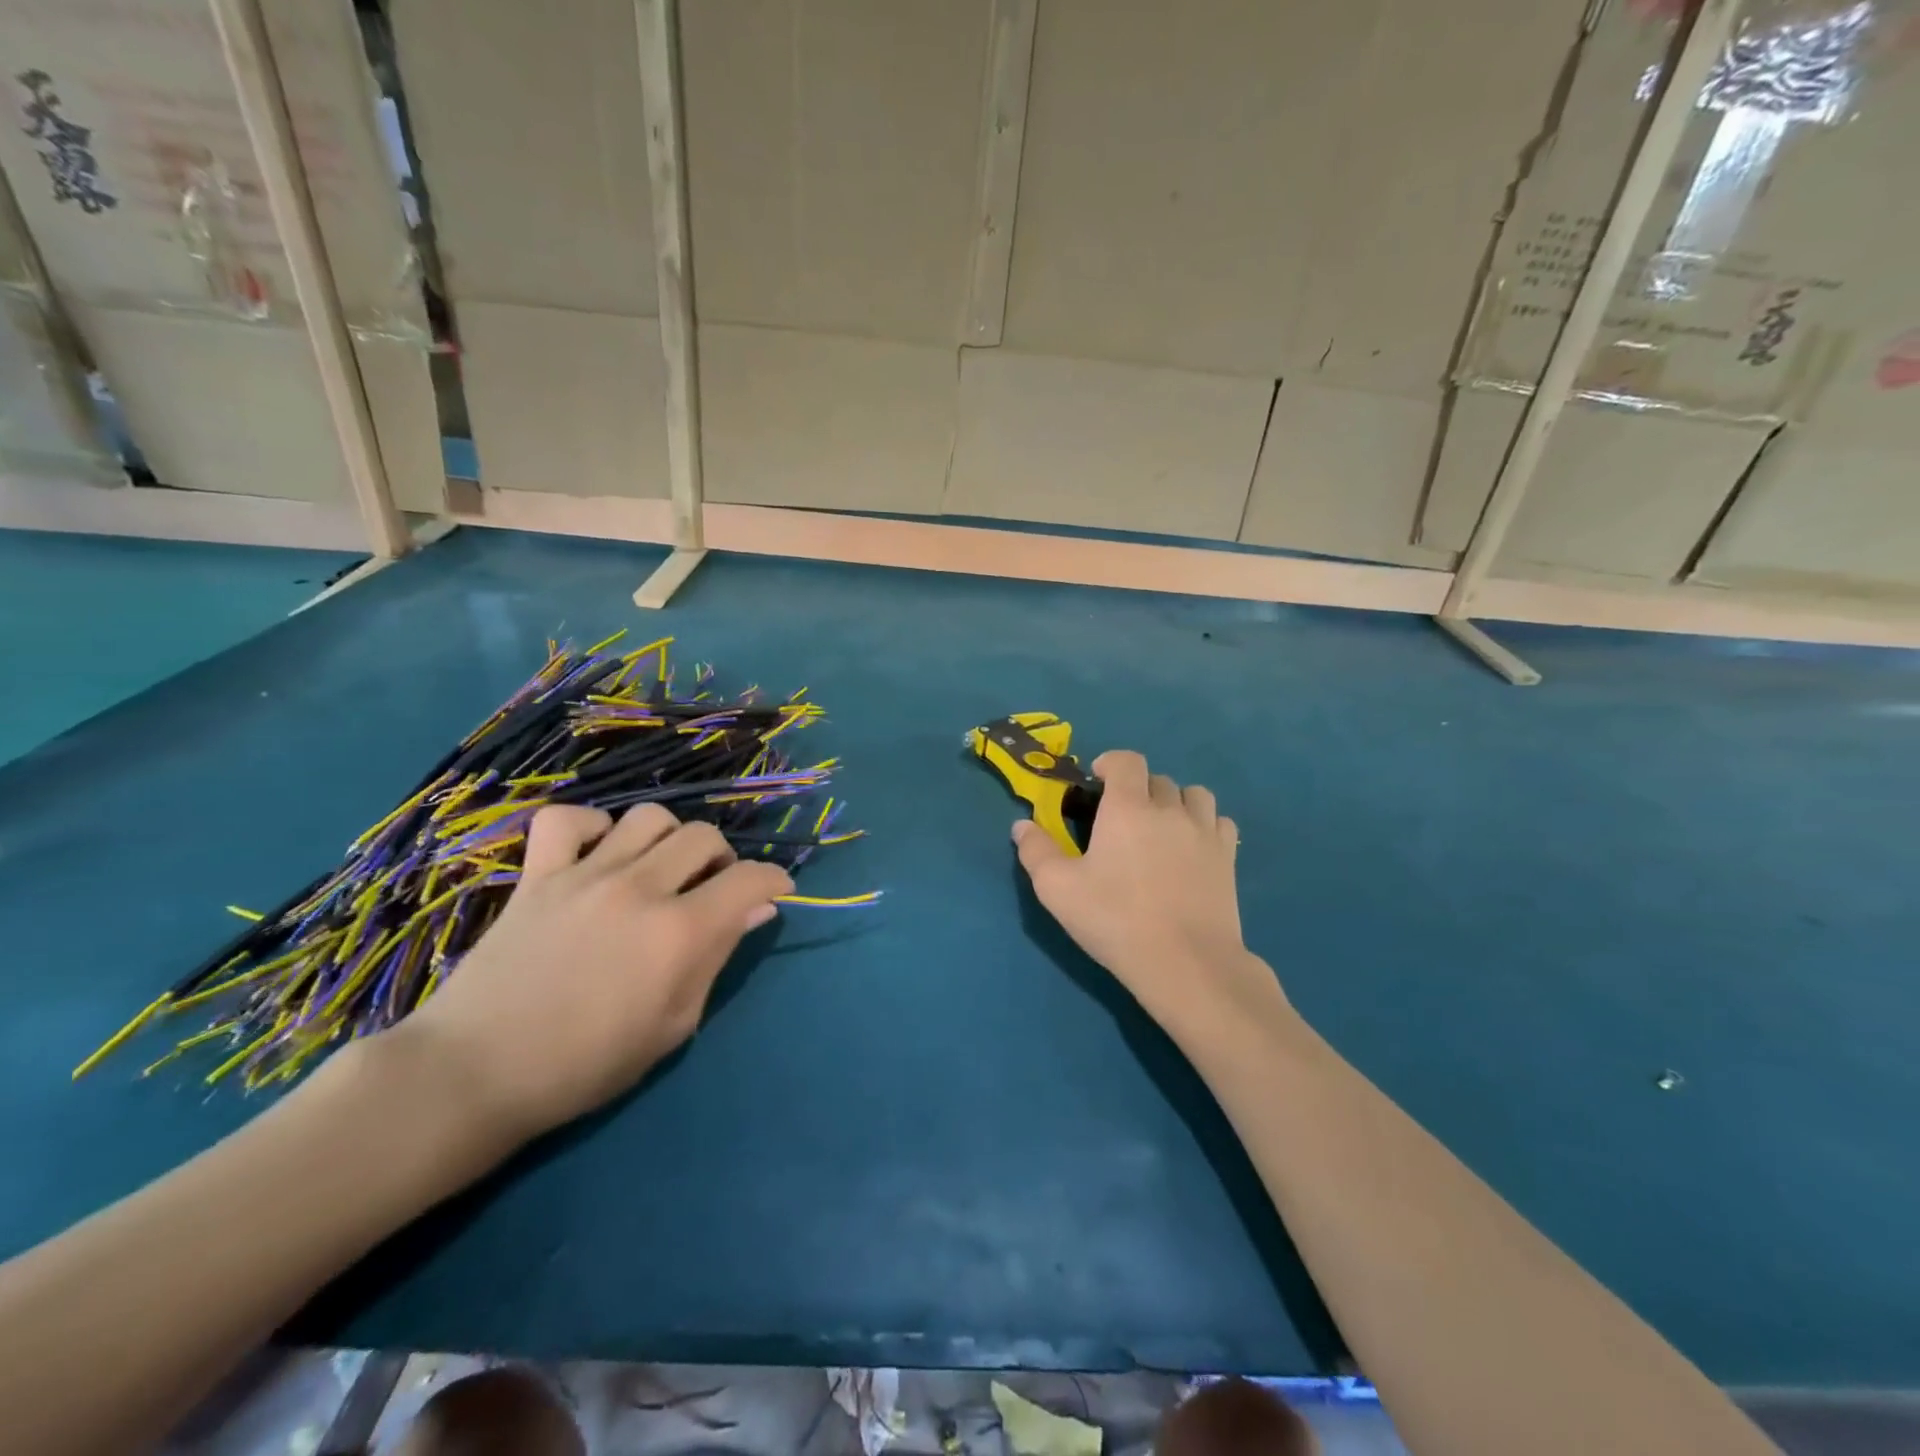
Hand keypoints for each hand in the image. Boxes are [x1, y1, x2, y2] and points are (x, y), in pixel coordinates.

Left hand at [399, 804, 790, 1144]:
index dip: (774, 880)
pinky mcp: (538, 875)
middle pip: (703, 836)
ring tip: (659, 869)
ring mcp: (584, 875)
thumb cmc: (586, 1065)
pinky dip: (591, 827)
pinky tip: (598, 854)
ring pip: (648, 817)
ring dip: (668, 838)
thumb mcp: (673, 1025)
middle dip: (722, 859)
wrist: (475, 1074)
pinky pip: (567, 819)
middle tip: (710, 889)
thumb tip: (756, 910)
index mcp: (679, 932)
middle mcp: (639, 889)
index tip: (775, 892)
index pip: (750, 878)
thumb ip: (717, 958)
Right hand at [1014, 750, 1283, 1041]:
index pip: (1127, 761)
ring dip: (1175, 802)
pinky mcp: (1228, 858)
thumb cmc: (1116, 920)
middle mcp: (1170, 809)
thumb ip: (1036, 852)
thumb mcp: (1058, 890)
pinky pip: (1220, 822)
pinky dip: (1204, 825)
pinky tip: (1191, 848)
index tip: (1098, 781)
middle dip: (1137, 789)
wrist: (1186, 962)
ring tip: (1161, 828)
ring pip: (1194, 795)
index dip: (1111, 763)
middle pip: (1157, 779)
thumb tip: (1021, 825)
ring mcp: (1205, 832)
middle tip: (1121, 819)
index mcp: (1128, 808)